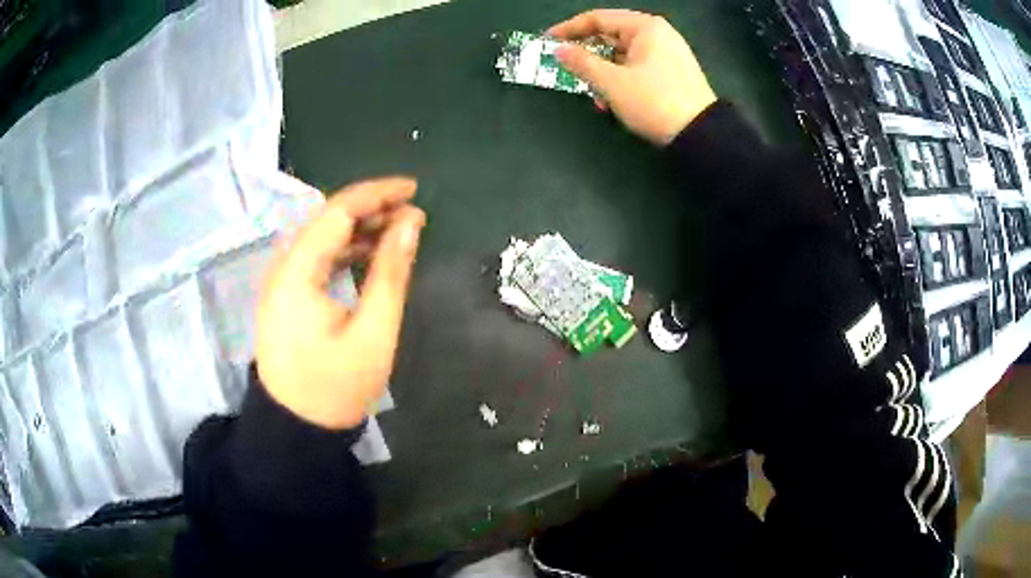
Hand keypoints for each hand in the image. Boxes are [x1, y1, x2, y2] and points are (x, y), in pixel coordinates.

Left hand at [255, 177, 425, 429]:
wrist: (296, 428)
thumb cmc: (336, 386)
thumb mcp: (373, 332)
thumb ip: (390, 272)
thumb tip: (411, 223)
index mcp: (297, 272)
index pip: (337, 212)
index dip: (376, 194)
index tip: (414, 189)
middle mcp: (282, 268)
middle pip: (325, 219)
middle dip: (369, 208)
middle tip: (411, 212)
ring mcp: (281, 282)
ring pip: (320, 237)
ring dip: (357, 228)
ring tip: (397, 229)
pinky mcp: (285, 296)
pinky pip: (315, 258)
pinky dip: (343, 250)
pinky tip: (368, 254)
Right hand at [548, 9, 717, 145]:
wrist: (700, 134)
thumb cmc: (654, 102)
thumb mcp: (612, 82)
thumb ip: (581, 63)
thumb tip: (558, 50)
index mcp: (645, 27)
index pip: (598, 18)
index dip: (569, 29)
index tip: (547, 41)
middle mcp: (658, 34)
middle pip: (611, 37)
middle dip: (589, 57)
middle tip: (570, 72)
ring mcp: (668, 53)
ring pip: (623, 55)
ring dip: (604, 73)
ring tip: (595, 96)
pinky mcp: (672, 72)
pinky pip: (637, 67)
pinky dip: (621, 79)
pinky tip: (613, 100)